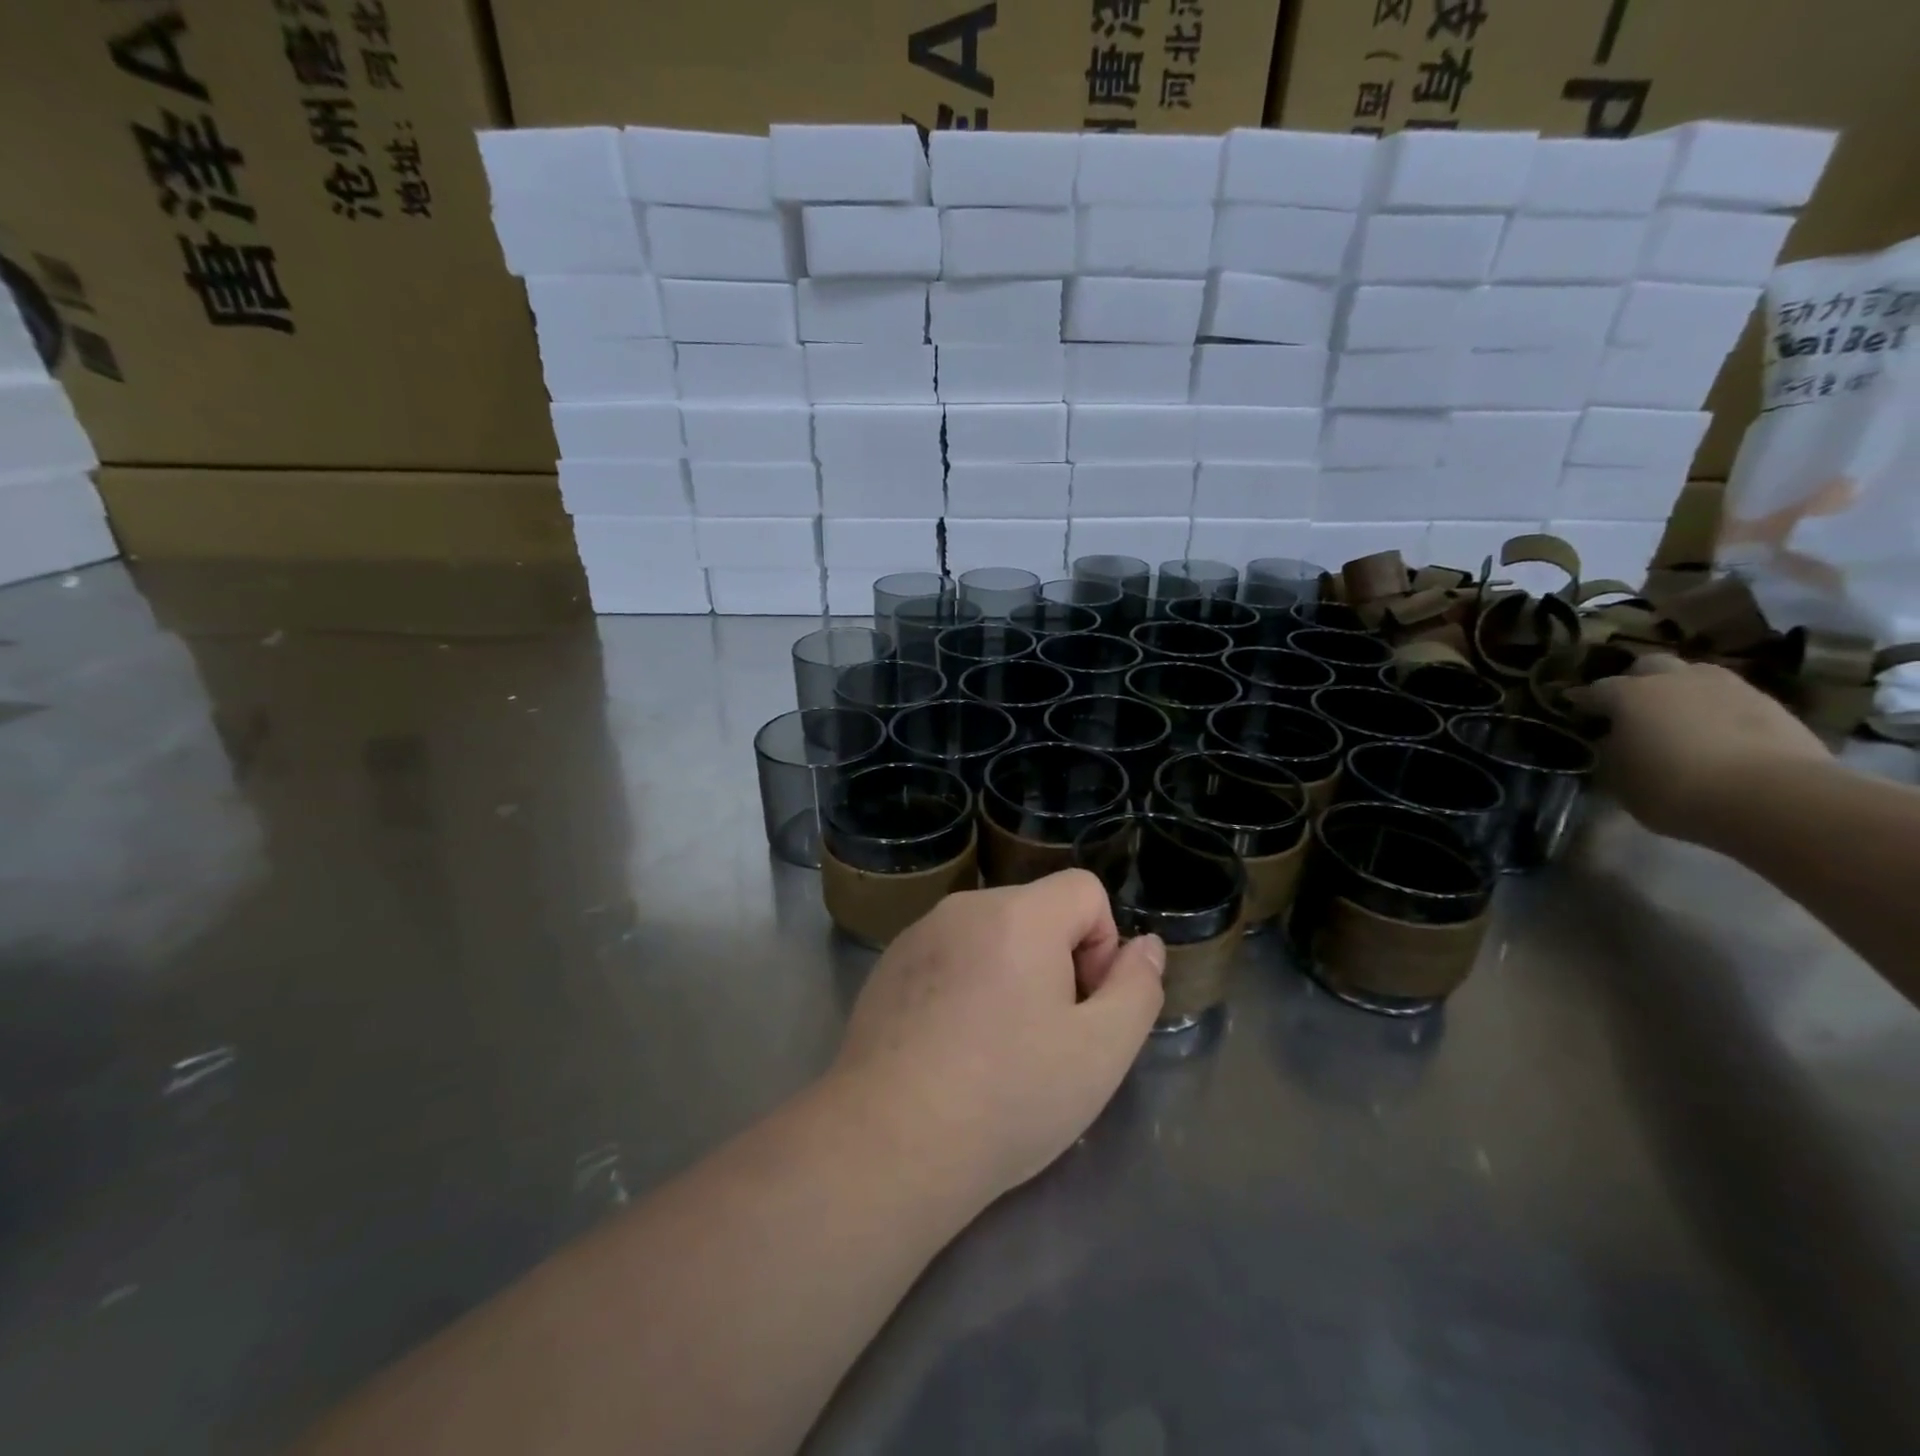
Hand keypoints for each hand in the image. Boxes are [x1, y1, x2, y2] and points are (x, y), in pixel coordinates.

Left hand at [827, 870, 1163, 1205]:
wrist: (889, 1142)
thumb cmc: (1008, 1095)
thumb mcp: (1102, 1051)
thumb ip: (1137, 988)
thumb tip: (1144, 945)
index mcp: (1017, 914)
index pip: (1085, 890)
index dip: (1101, 946)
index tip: (1083, 1007)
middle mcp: (964, 908)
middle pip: (1037, 912)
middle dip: (1057, 962)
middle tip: (1045, 1038)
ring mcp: (918, 935)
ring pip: (992, 937)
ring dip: (1011, 977)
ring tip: (996, 1050)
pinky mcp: (888, 967)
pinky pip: (949, 957)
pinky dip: (965, 988)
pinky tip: (951, 1051)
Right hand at [1569, 655, 1828, 841]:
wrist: (1774, 798)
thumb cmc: (1675, 789)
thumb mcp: (1620, 780)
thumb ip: (1613, 754)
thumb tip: (1616, 743)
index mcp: (1629, 694)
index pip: (1594, 690)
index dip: (1581, 701)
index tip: (1574, 711)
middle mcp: (1675, 679)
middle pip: (1649, 666)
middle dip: (1637, 681)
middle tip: (1632, 708)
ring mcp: (1729, 687)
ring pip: (1695, 677)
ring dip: (1683, 692)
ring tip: (1679, 720)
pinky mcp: (1772, 705)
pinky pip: (1731, 699)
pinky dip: (1718, 711)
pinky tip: (1718, 735)